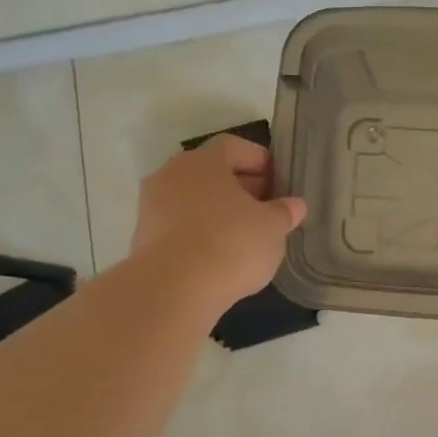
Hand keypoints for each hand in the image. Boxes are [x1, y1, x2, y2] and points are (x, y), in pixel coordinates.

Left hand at [131, 136, 306, 309]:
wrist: (173, 290)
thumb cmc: (231, 244)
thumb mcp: (272, 228)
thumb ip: (284, 212)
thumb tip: (295, 205)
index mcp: (203, 161)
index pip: (233, 146)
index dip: (258, 160)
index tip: (278, 179)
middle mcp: (171, 174)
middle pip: (210, 172)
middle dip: (240, 186)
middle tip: (266, 207)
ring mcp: (152, 207)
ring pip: (192, 199)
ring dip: (218, 210)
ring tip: (245, 233)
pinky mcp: (142, 239)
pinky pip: (179, 226)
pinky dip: (199, 232)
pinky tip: (220, 254)